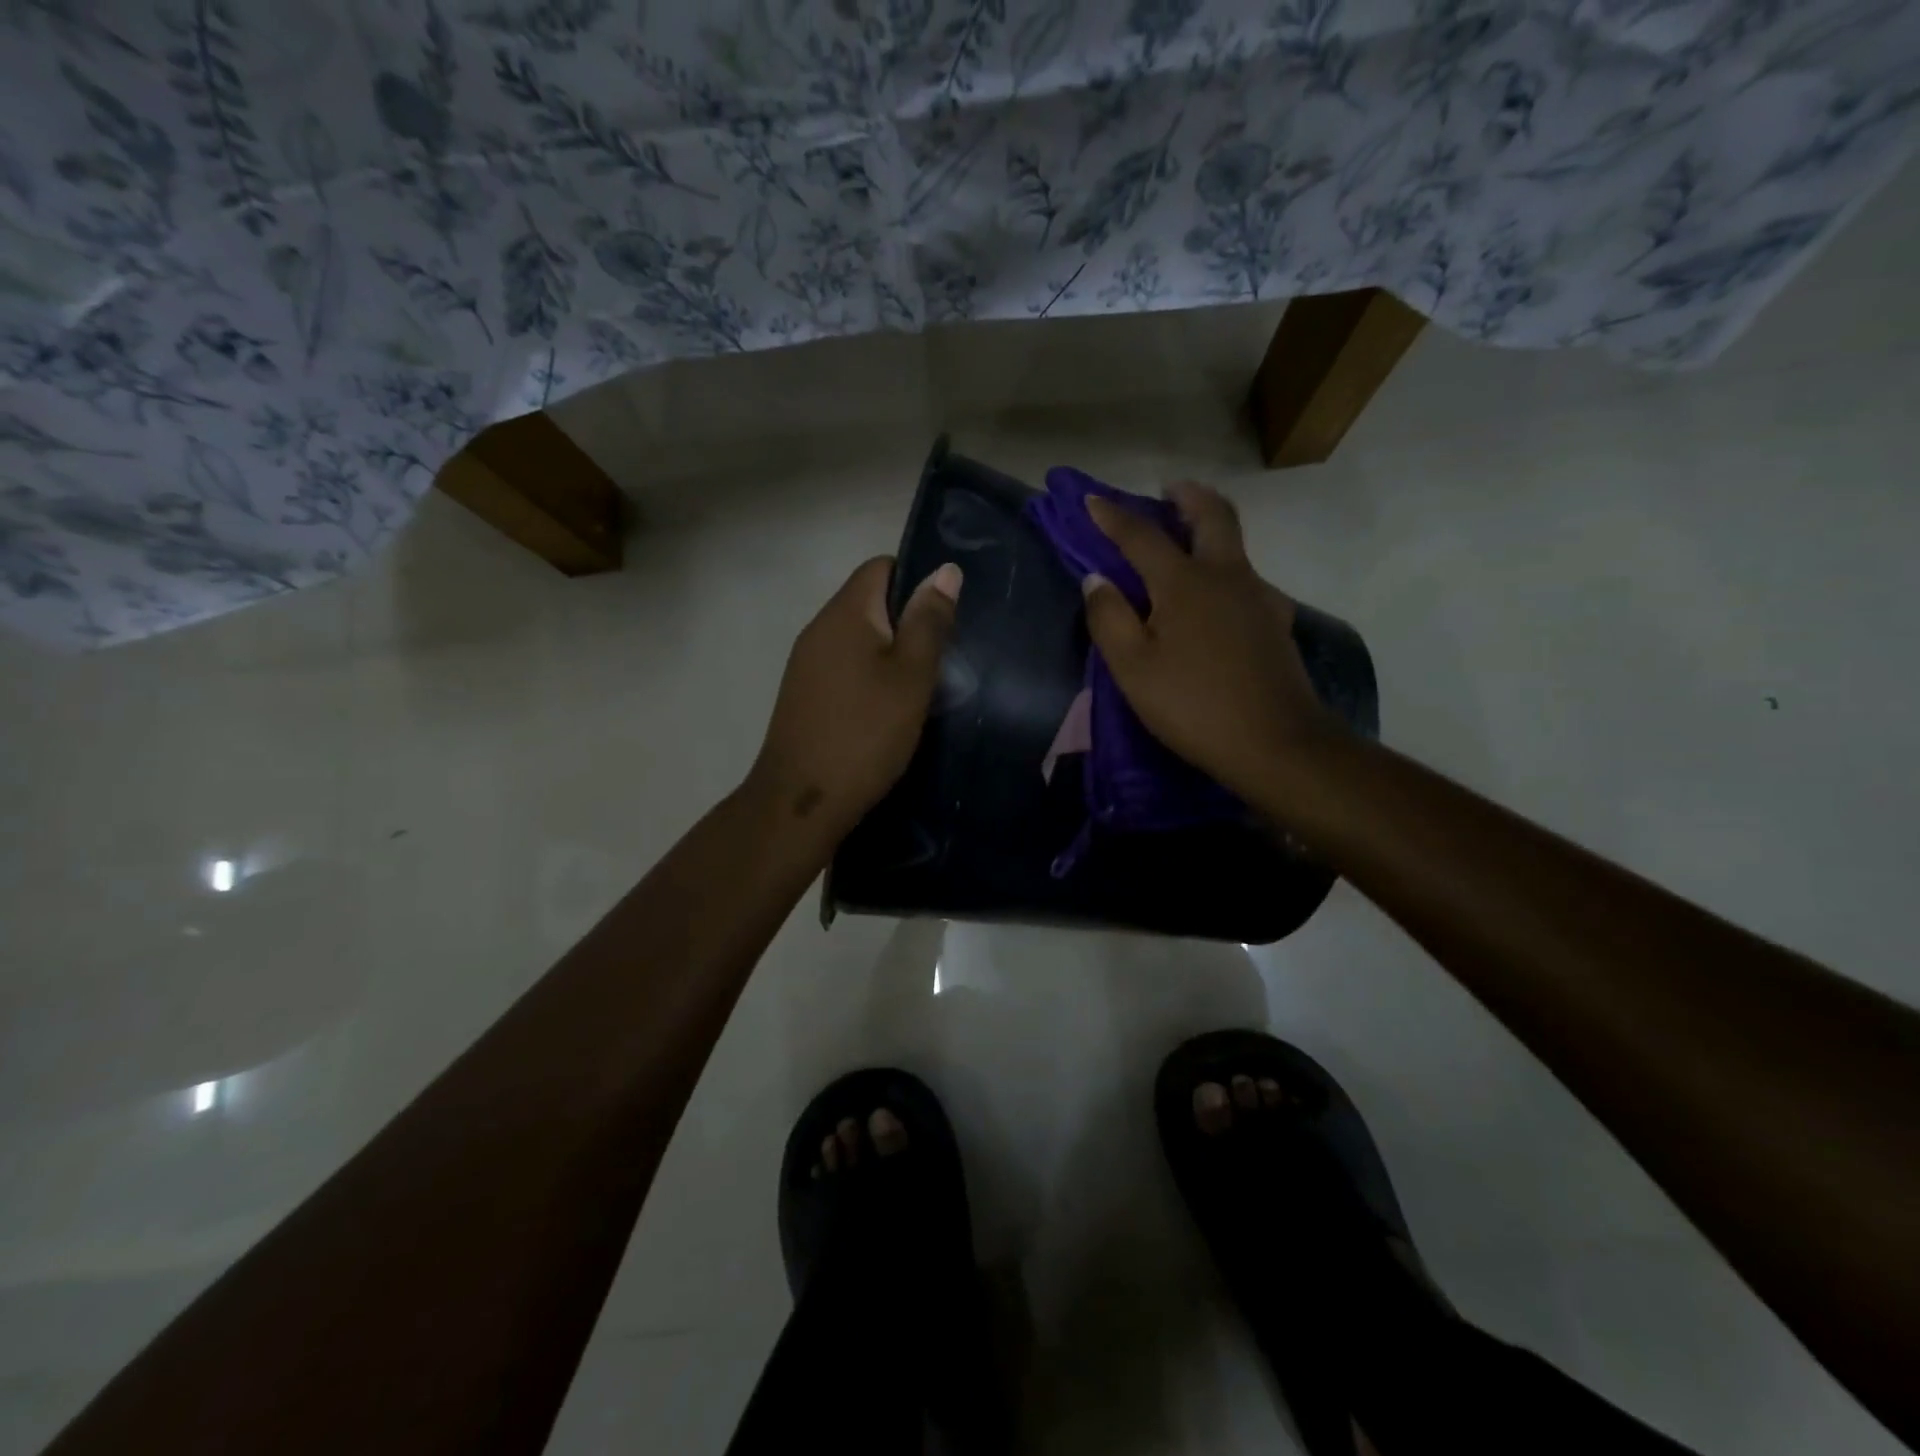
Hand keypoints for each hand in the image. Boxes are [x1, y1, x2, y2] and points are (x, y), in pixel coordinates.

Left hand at [747, 555, 960, 839]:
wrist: (801, 801)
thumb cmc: (865, 733)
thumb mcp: (911, 676)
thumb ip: (929, 622)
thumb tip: (944, 569)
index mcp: (844, 613)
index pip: (880, 567)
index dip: (917, 580)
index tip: (944, 616)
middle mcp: (819, 629)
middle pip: (869, 602)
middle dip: (908, 622)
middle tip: (942, 657)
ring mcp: (806, 664)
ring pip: (858, 639)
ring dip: (890, 653)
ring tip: (921, 686)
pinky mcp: (804, 695)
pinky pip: (845, 668)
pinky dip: (870, 677)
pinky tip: (888, 710)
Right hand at [1082, 482, 1337, 803]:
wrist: (1275, 742)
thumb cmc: (1192, 705)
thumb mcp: (1133, 668)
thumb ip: (1109, 618)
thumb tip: (1096, 579)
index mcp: (1184, 583)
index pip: (1142, 536)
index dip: (1113, 517)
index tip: (1093, 500)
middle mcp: (1227, 576)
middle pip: (1213, 516)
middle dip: (1188, 497)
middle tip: (1170, 491)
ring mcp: (1259, 597)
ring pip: (1236, 546)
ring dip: (1211, 530)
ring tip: (1190, 544)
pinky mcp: (1277, 622)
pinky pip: (1249, 580)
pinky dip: (1228, 571)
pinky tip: (1219, 598)